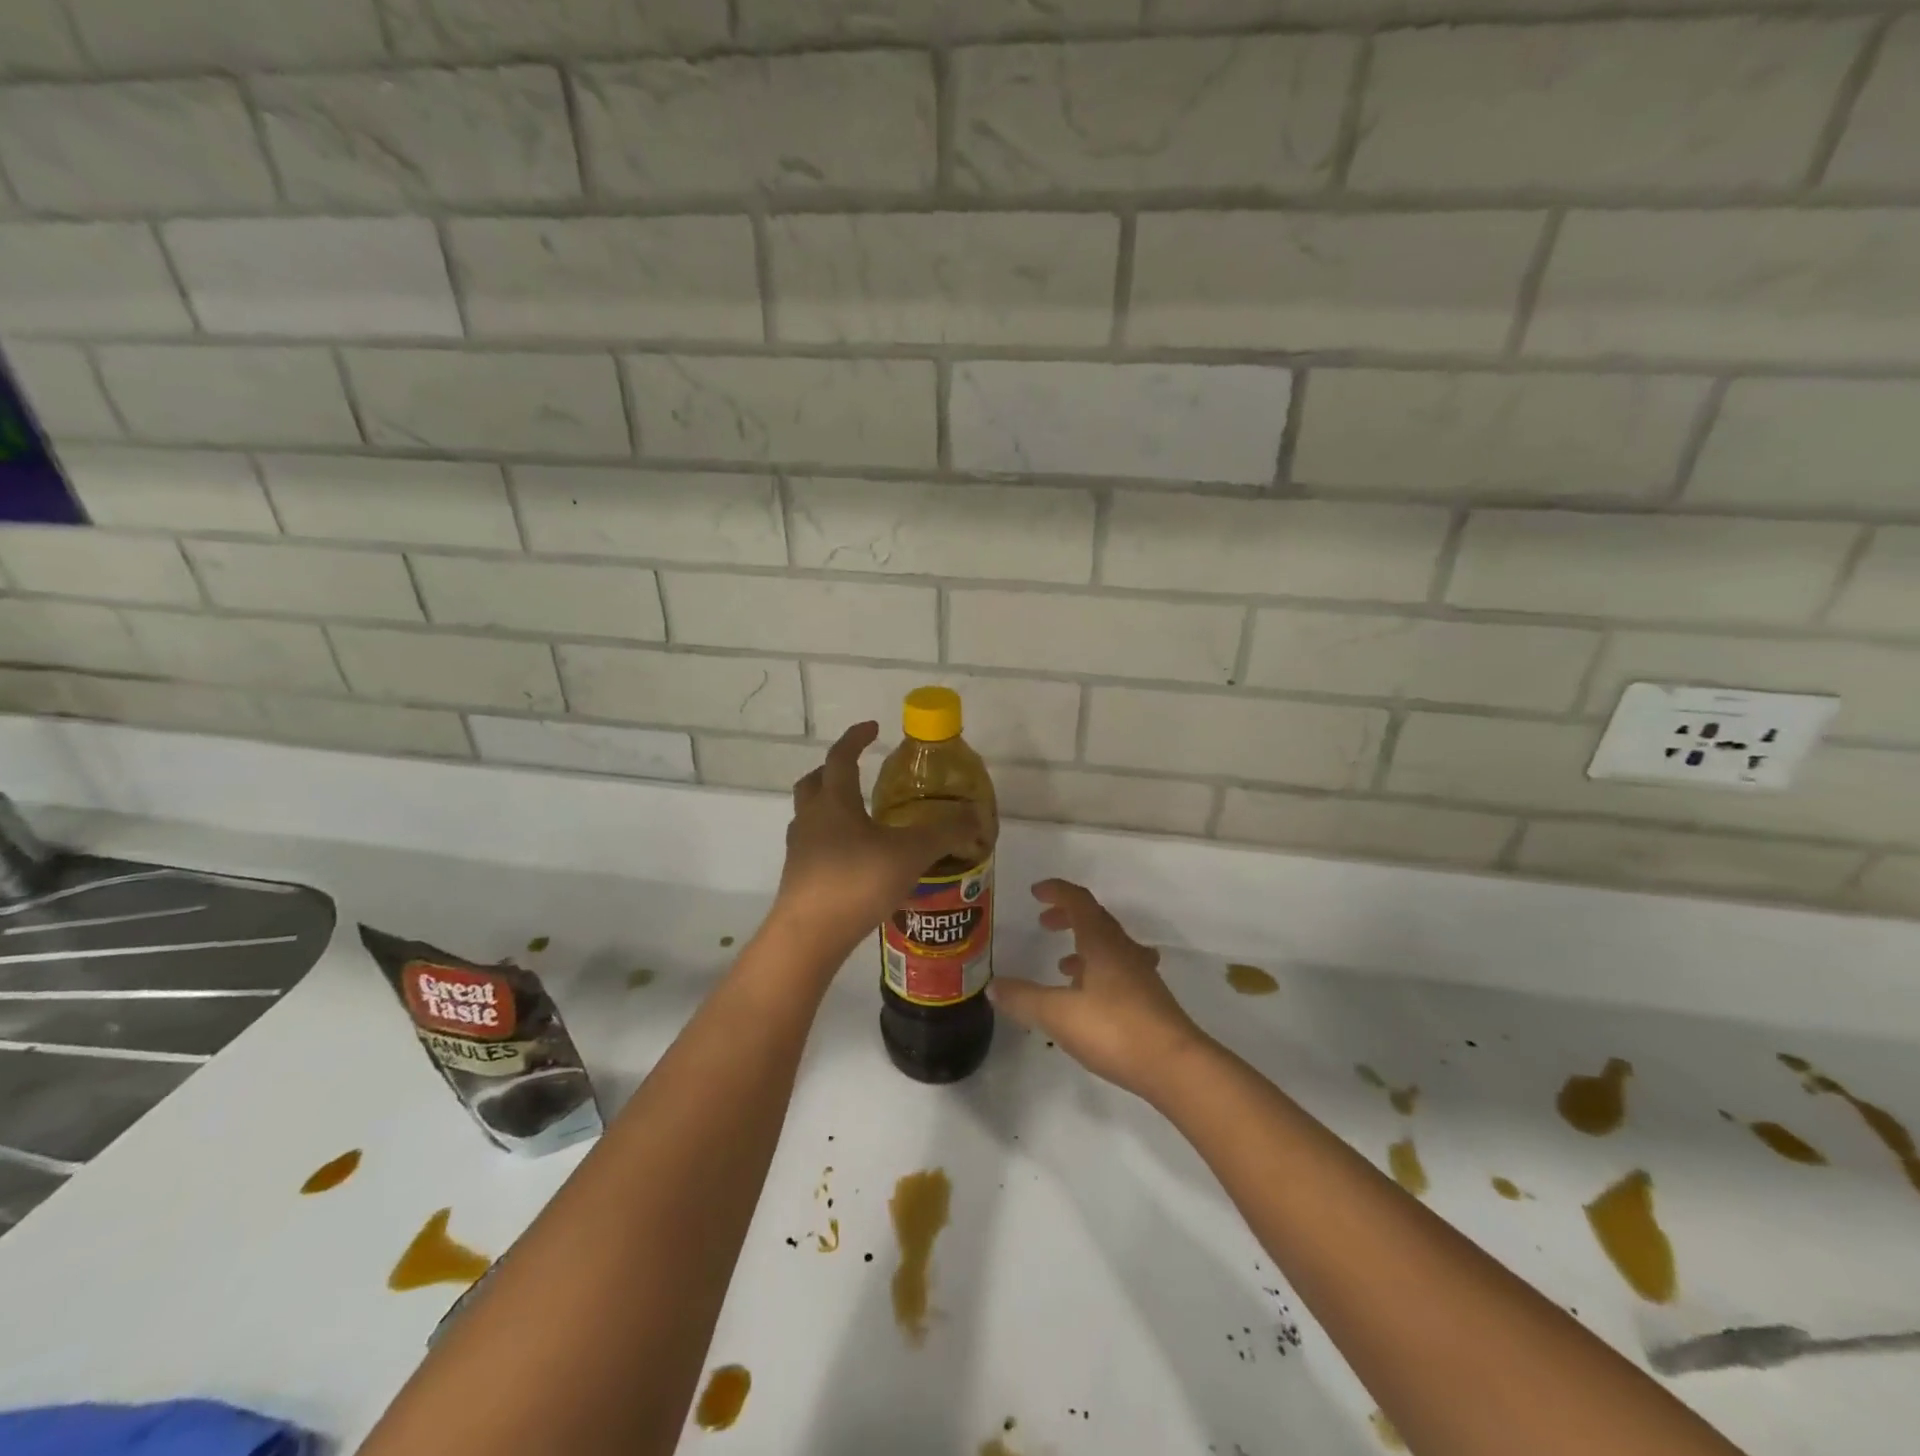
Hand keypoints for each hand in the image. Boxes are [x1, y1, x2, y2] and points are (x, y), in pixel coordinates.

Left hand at [771, 722, 982, 956]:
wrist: (809, 935)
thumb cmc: (857, 881)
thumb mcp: (911, 853)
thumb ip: (945, 832)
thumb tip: (976, 816)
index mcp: (835, 802)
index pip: (841, 757)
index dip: (856, 738)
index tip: (872, 728)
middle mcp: (811, 818)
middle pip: (814, 783)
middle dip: (833, 771)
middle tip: (857, 772)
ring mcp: (800, 849)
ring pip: (810, 815)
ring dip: (830, 807)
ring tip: (860, 818)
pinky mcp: (798, 878)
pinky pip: (814, 846)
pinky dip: (831, 841)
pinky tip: (855, 859)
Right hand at [990, 879, 1209, 1098]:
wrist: (1175, 1066)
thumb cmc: (1114, 1029)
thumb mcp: (1058, 1014)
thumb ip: (1024, 998)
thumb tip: (994, 985)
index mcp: (1102, 942)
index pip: (1079, 901)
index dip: (1057, 892)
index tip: (1036, 892)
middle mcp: (1123, 950)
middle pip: (1096, 920)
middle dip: (1068, 917)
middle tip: (1044, 924)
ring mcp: (1140, 975)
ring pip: (1109, 946)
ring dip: (1084, 946)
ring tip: (1061, 964)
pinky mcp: (1149, 1000)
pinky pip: (1119, 970)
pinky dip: (1098, 971)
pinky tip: (1088, 997)